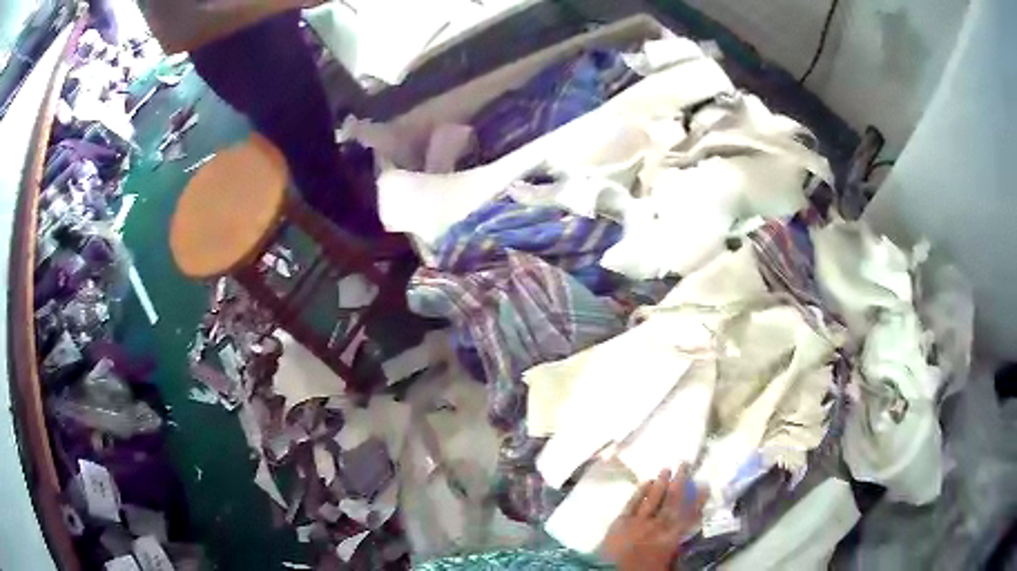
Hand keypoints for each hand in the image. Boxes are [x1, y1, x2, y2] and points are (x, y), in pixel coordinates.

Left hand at [599, 466, 706, 570]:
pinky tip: (646, 482)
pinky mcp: (619, 522)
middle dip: (680, 481)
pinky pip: (632, 503)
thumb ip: (675, 555)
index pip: (688, 516)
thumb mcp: (665, 568)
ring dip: (661, 482)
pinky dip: (639, 492)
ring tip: (667, 467)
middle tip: (685, 463)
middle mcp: (656, 526)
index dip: (698, 501)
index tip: (705, 485)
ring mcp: (637, 522)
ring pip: (653, 498)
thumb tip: (684, 545)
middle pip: (671, 501)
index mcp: (670, 539)